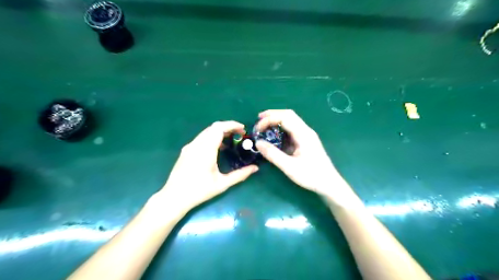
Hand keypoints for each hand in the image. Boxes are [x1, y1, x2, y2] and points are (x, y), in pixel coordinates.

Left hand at [156, 120, 256, 211]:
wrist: (174, 197)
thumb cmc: (199, 191)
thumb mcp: (222, 184)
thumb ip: (240, 175)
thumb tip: (255, 168)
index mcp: (206, 150)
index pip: (219, 128)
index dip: (232, 125)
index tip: (242, 128)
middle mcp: (196, 144)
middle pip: (213, 127)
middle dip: (228, 127)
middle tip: (239, 134)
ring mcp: (190, 147)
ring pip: (206, 132)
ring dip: (219, 132)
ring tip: (231, 140)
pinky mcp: (186, 150)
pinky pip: (201, 138)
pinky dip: (212, 137)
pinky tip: (217, 148)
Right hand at [254, 110, 347, 198]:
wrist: (329, 184)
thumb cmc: (311, 175)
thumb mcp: (289, 167)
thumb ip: (273, 154)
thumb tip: (258, 143)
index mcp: (303, 134)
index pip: (285, 117)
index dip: (269, 119)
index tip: (258, 128)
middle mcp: (305, 131)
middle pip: (288, 115)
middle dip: (272, 115)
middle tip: (258, 120)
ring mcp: (306, 135)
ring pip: (290, 121)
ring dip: (276, 121)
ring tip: (263, 127)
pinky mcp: (305, 141)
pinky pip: (291, 130)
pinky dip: (280, 130)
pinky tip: (274, 136)